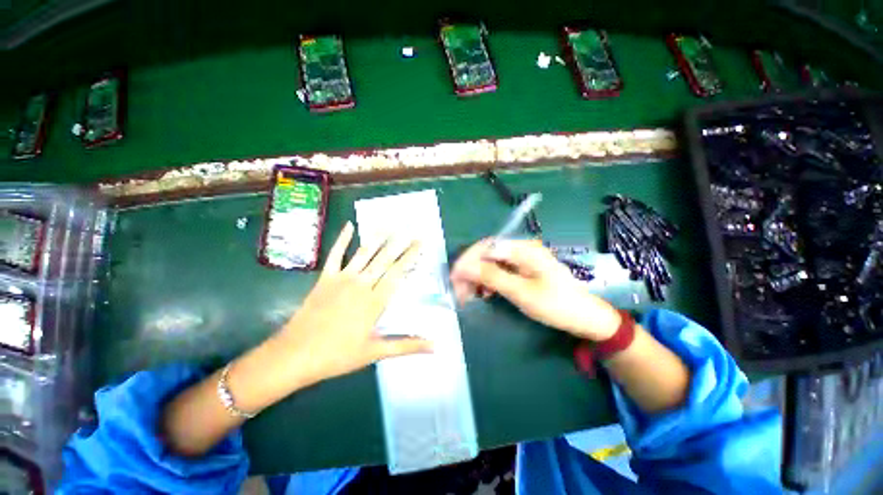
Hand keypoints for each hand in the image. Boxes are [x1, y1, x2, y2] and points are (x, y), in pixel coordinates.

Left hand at [275, 222, 431, 385]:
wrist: (294, 355)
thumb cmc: (337, 355)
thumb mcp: (375, 352)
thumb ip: (406, 346)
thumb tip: (435, 346)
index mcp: (374, 301)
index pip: (398, 273)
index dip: (410, 257)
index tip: (420, 244)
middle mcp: (361, 284)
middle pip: (385, 260)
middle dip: (400, 244)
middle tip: (412, 231)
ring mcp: (342, 279)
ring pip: (364, 253)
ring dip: (378, 238)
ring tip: (390, 224)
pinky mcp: (325, 278)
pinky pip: (335, 255)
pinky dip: (342, 239)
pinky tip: (349, 226)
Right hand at [450, 239, 621, 340]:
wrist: (584, 317)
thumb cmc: (556, 304)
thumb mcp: (521, 292)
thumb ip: (492, 276)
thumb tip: (465, 266)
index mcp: (523, 248)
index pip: (486, 247)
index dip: (467, 260)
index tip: (454, 278)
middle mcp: (521, 249)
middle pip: (486, 255)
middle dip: (470, 272)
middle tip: (458, 292)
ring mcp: (521, 259)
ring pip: (490, 264)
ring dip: (477, 278)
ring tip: (468, 296)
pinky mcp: (521, 270)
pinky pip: (498, 272)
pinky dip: (488, 282)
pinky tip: (485, 294)